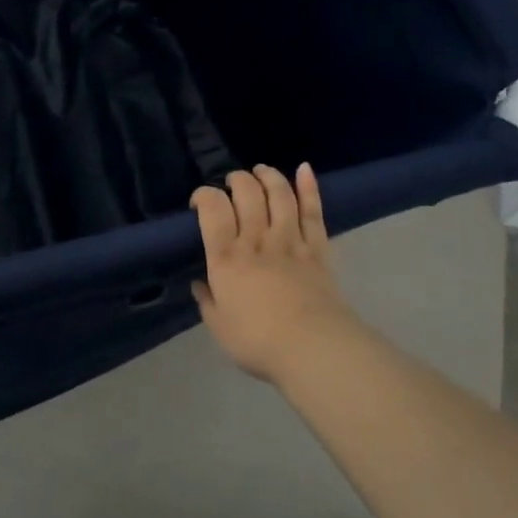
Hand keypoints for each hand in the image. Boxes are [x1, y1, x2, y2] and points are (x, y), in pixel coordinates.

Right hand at [191, 164, 361, 382]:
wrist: (312, 348)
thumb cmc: (258, 342)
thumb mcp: (219, 327)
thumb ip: (208, 302)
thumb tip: (200, 285)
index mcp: (227, 258)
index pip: (213, 209)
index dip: (204, 195)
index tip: (199, 201)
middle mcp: (256, 240)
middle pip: (247, 193)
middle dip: (237, 180)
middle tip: (232, 184)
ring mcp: (290, 240)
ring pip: (279, 195)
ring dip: (268, 176)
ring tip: (260, 171)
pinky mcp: (317, 248)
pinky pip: (313, 211)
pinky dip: (309, 187)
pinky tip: (304, 168)